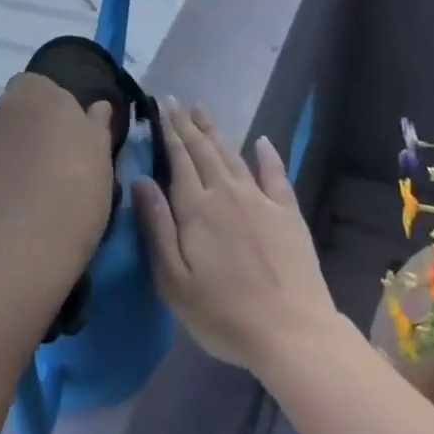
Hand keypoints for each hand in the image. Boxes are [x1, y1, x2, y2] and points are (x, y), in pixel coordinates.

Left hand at [0, 73, 114, 284]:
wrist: (25, 244)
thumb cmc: (76, 187)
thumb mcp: (102, 155)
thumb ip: (96, 125)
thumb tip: (97, 107)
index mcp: (38, 94)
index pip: (35, 85)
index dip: (48, 107)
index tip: (64, 134)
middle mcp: (0, 109)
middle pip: (11, 112)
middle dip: (24, 130)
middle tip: (48, 164)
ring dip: (3, 156)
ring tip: (24, 193)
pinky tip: (2, 211)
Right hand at [134, 100, 340, 375]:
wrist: (292, 332)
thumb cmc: (223, 314)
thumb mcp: (174, 281)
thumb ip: (157, 226)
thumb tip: (141, 180)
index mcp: (196, 208)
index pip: (178, 159)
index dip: (168, 131)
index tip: (160, 106)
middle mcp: (227, 193)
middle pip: (203, 150)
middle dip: (187, 124)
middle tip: (175, 101)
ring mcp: (260, 200)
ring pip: (233, 155)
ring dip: (216, 131)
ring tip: (203, 110)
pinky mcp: (287, 213)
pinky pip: (275, 174)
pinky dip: (268, 155)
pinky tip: (262, 141)